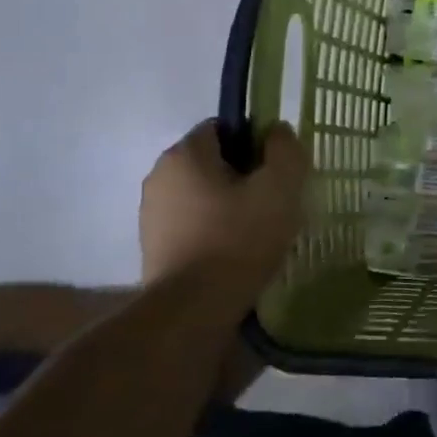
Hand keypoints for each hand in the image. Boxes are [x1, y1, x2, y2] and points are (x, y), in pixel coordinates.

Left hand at [139, 120, 308, 286]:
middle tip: (274, 202)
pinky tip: (235, 253)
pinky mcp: (153, 246)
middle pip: (213, 162)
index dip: (256, 143)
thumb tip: (277, 131)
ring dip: (228, 205)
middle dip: (244, 176)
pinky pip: (192, 223)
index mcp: (185, 153)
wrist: (193, 309)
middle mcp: (160, 175)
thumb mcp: (280, 188)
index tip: (277, 172)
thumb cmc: (239, 239)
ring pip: (203, 194)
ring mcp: (151, 213)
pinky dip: (213, 230)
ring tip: (258, 232)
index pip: (225, 127)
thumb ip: (285, 150)